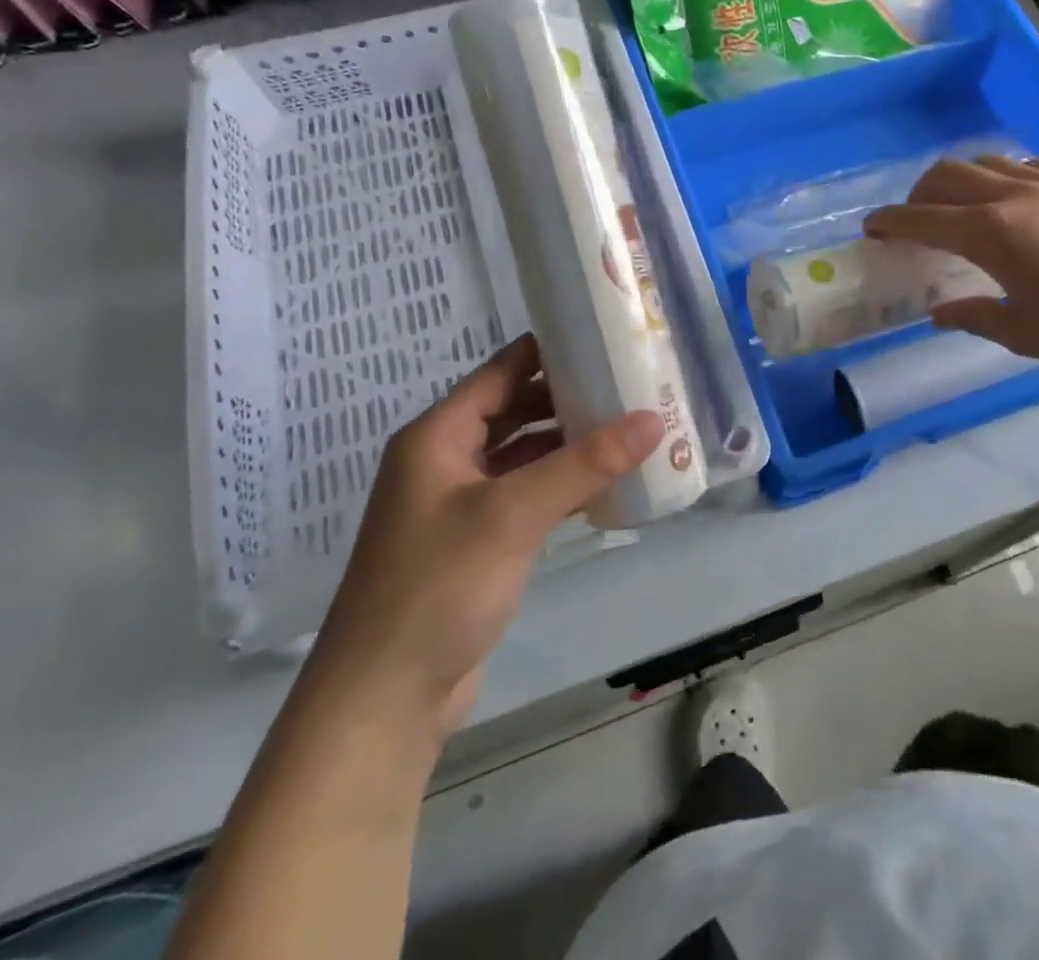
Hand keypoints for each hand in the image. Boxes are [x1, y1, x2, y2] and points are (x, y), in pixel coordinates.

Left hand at [300, 335, 663, 746]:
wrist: (384, 701)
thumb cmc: (438, 587)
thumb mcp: (514, 514)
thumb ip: (584, 463)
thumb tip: (654, 419)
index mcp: (438, 436)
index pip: (503, 370)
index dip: (552, 349)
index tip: (607, 336)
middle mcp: (445, 460)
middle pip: (516, 410)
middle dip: (570, 398)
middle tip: (631, 384)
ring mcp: (461, 504)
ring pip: (524, 455)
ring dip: (570, 444)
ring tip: (631, 428)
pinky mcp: (478, 542)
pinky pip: (527, 495)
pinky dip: (562, 485)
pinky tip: (606, 485)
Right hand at [864, 156, 1038, 373]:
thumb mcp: (1027, 334)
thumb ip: (975, 317)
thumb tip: (940, 312)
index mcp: (991, 233)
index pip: (922, 219)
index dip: (890, 222)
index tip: (871, 228)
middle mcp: (1013, 195)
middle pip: (946, 174)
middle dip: (918, 194)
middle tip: (914, 221)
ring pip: (986, 161)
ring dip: (959, 181)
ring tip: (962, 209)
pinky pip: (1025, 165)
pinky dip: (1002, 177)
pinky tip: (1014, 201)